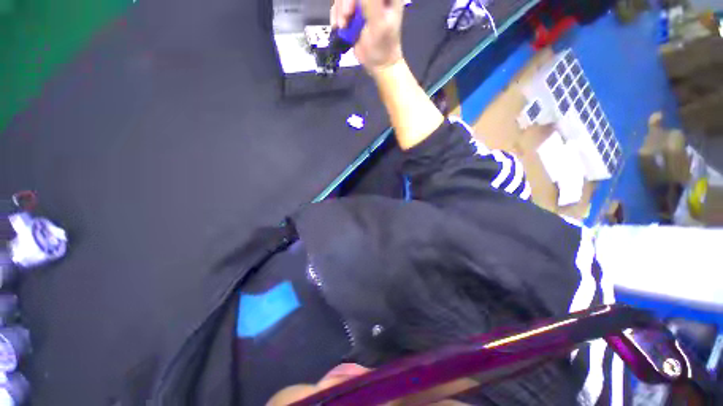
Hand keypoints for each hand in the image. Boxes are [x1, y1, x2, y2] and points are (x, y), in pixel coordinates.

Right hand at [330, 0, 404, 73]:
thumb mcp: (379, 23)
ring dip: (339, 10)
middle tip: (346, 17)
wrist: (378, 64)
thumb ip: (371, 2)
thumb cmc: (383, 46)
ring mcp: (362, 3)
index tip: (351, 8)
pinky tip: (339, 27)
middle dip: (345, 2)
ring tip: (343, 26)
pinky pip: (338, 6)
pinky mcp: (353, 13)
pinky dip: (336, 16)